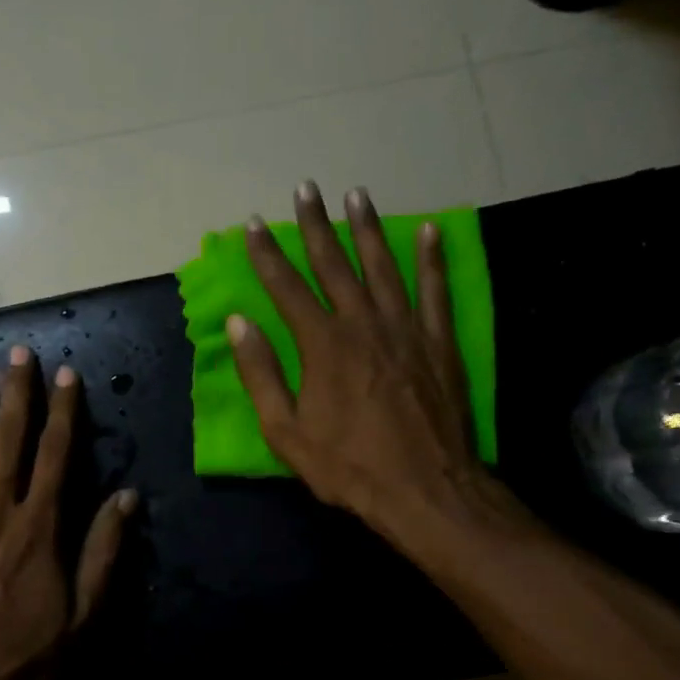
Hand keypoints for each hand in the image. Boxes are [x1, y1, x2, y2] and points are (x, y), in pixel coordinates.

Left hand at [0, 347, 136, 679]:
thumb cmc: (28, 663)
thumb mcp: (85, 617)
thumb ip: (104, 552)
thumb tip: (126, 496)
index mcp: (39, 529)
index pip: (55, 455)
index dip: (63, 412)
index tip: (67, 375)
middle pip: (7, 440)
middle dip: (16, 394)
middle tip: (19, 353)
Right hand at [228, 182, 511, 550]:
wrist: (425, 490)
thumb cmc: (348, 466)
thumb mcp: (286, 431)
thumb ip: (261, 374)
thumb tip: (239, 323)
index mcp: (322, 345)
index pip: (287, 287)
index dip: (268, 254)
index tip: (255, 224)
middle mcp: (363, 324)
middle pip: (335, 264)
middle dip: (316, 225)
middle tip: (306, 189)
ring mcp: (406, 329)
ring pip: (384, 266)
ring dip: (368, 229)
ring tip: (357, 195)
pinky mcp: (439, 343)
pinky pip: (436, 290)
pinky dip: (432, 258)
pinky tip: (430, 230)